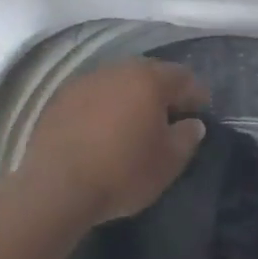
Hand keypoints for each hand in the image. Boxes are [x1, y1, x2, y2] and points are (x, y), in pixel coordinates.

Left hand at [20, 60, 210, 224]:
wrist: (56, 188)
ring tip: (134, 123)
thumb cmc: (123, 172)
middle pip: (149, 74)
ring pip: (118, 82)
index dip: (196, 95)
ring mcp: (84, 81)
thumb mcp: (169, 162)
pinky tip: (103, 130)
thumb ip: (187, 137)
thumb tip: (192, 123)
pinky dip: (104, 107)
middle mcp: (117, 70)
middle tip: (169, 117)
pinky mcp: (59, 99)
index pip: (183, 78)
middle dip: (162, 92)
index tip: (201, 112)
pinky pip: (93, 96)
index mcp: (149, 80)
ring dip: (130, 97)